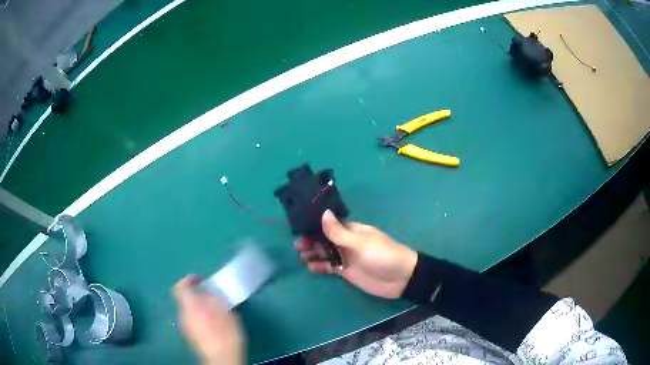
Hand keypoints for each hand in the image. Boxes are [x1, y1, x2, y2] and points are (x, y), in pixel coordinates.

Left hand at [173, 276, 244, 364]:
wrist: (222, 359)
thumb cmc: (225, 334)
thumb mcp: (226, 311)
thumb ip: (216, 298)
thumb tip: (210, 291)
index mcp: (190, 306)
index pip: (180, 287)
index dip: (188, 280)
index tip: (200, 280)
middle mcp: (183, 315)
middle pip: (185, 300)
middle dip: (197, 296)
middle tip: (213, 297)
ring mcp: (185, 328)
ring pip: (189, 311)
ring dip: (200, 308)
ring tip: (216, 312)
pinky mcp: (191, 337)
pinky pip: (193, 322)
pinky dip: (201, 319)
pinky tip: (215, 326)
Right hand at [295, 210, 417, 298]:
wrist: (401, 278)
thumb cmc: (382, 256)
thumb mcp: (360, 243)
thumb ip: (339, 232)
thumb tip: (323, 213)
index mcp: (352, 230)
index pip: (330, 224)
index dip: (315, 224)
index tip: (299, 226)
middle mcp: (347, 242)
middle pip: (325, 239)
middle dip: (311, 240)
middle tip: (298, 245)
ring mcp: (347, 257)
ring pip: (325, 253)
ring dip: (313, 253)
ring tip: (301, 255)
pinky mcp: (347, 272)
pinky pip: (330, 267)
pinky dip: (320, 267)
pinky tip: (310, 268)